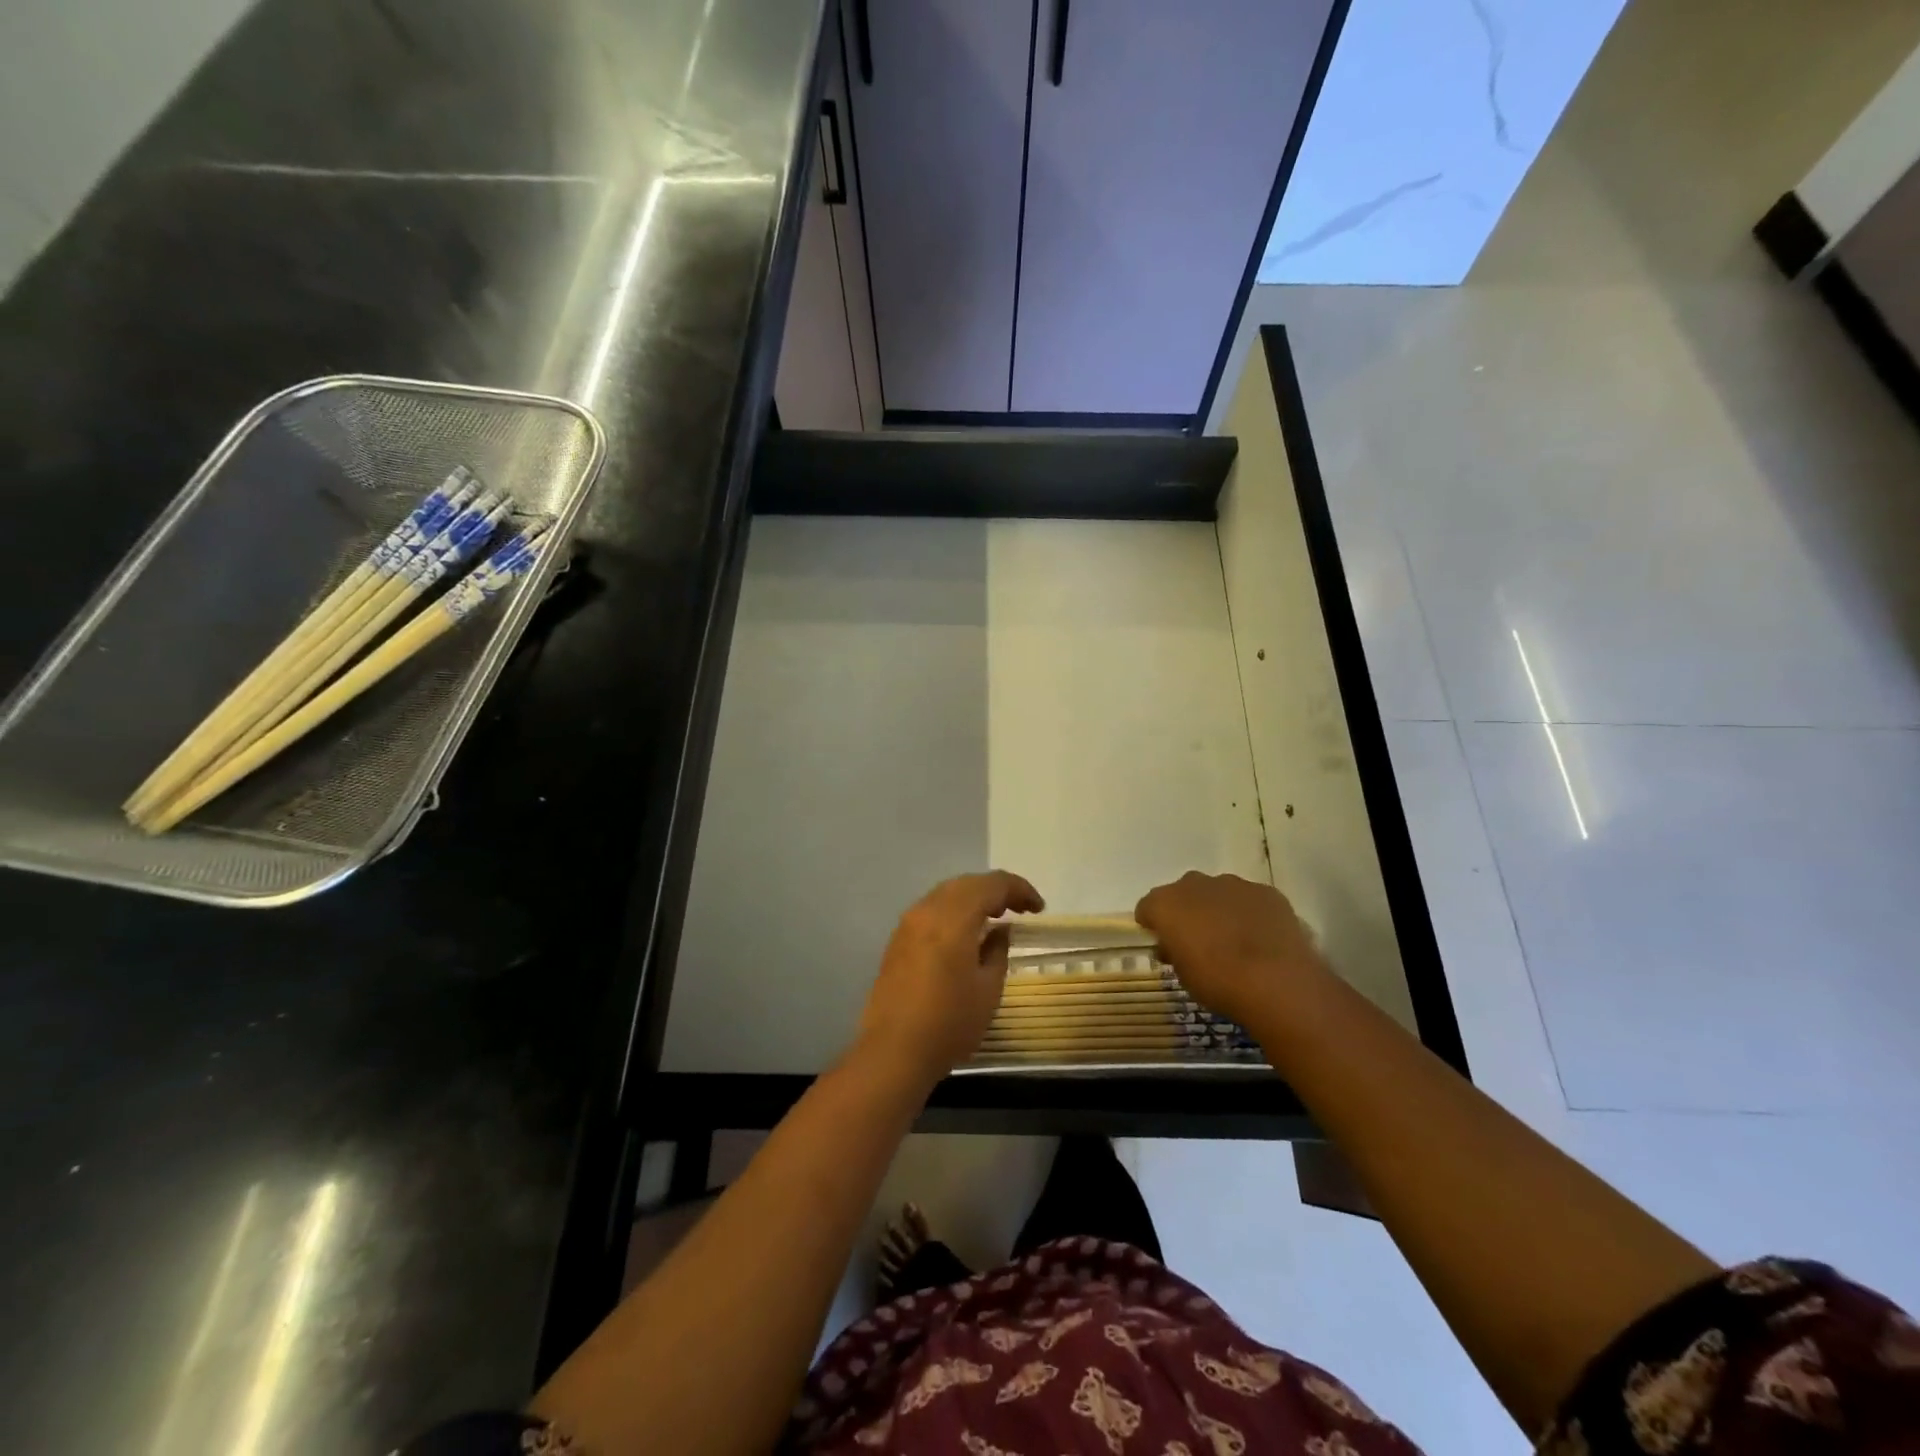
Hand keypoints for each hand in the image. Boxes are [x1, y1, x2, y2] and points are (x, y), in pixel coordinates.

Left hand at [858, 871, 1044, 1081]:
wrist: (893, 1051)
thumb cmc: (949, 1023)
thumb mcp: (988, 989)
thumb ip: (998, 951)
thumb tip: (1001, 930)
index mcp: (953, 918)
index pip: (991, 884)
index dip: (1019, 889)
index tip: (1038, 908)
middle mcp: (927, 910)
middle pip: (967, 883)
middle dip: (996, 890)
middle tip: (1020, 909)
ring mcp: (908, 924)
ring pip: (946, 894)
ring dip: (974, 898)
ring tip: (996, 918)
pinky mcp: (897, 940)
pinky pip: (932, 910)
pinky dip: (954, 911)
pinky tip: (966, 933)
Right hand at [1135, 872, 1325, 1026]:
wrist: (1275, 982)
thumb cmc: (1217, 982)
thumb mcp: (1183, 975)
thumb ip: (1174, 952)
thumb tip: (1174, 946)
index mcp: (1166, 903)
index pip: (1147, 907)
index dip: (1154, 925)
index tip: (1164, 944)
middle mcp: (1194, 884)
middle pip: (1183, 894)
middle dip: (1187, 912)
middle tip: (1198, 942)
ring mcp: (1233, 884)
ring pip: (1218, 892)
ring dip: (1219, 910)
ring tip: (1235, 941)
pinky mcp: (1266, 892)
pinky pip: (1250, 899)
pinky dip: (1250, 913)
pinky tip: (1261, 939)